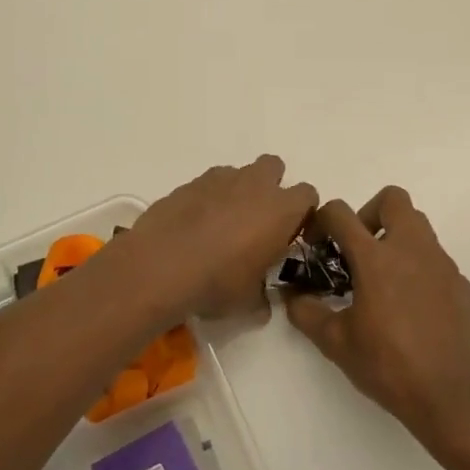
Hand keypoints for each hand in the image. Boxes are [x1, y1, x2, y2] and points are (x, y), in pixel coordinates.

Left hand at [127, 156, 317, 319]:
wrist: (161, 265)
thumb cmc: (216, 282)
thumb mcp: (248, 301)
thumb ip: (263, 297)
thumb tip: (263, 303)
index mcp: (280, 210)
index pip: (308, 195)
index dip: (301, 212)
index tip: (290, 233)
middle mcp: (254, 185)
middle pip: (274, 167)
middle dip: (270, 187)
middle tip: (258, 220)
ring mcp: (219, 179)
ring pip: (239, 173)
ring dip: (238, 191)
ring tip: (222, 223)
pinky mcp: (189, 182)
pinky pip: (209, 183)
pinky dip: (208, 197)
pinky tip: (195, 223)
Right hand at [285, 186, 469, 451]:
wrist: (453, 397)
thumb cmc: (389, 366)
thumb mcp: (335, 342)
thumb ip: (306, 312)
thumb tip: (292, 296)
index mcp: (376, 258)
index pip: (341, 213)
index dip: (321, 221)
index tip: (315, 246)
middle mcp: (411, 249)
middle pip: (392, 199)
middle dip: (368, 214)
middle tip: (356, 250)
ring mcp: (441, 264)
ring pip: (417, 226)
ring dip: (394, 238)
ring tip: (380, 279)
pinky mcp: (460, 284)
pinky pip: (433, 258)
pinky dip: (416, 266)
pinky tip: (408, 306)